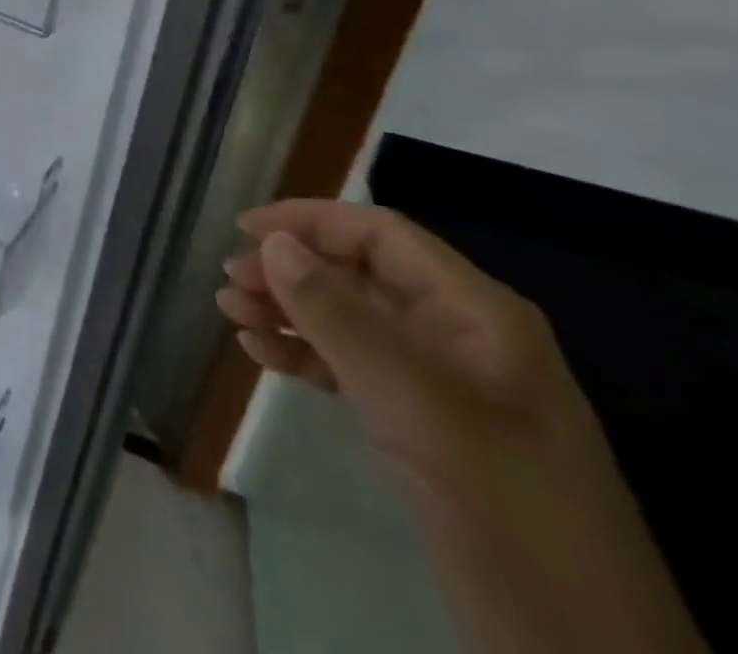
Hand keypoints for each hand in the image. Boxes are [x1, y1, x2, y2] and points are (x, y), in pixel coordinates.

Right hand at [217, 199, 604, 505]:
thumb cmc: (508, 515)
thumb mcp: (420, 411)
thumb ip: (342, 321)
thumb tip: (273, 243)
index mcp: (477, 315)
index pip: (382, 236)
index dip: (311, 221)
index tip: (244, 231)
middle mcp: (457, 335)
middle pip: (358, 274)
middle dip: (290, 270)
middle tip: (229, 283)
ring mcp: (439, 384)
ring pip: (347, 319)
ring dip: (287, 310)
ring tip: (231, 314)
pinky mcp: (420, 426)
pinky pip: (349, 366)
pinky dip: (303, 353)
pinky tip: (261, 353)